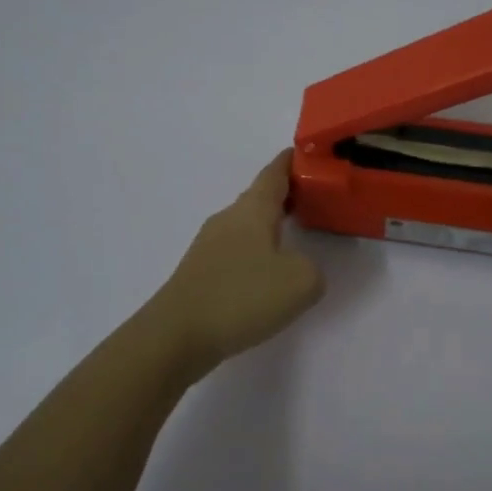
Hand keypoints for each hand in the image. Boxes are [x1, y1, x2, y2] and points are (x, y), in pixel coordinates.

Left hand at [150, 151, 325, 372]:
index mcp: (252, 210)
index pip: (274, 173)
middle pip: (259, 198)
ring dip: (270, 226)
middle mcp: (228, 219)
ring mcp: (209, 246)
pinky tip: (266, 275)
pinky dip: (255, 252)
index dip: (292, 162)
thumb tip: (298, 268)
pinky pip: (236, 251)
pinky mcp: (199, 273)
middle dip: (286, 196)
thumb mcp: (301, 282)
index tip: (309, 154)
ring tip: (296, 238)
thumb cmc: (242, 296)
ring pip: (246, 225)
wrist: (176, 336)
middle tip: (314, 200)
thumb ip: (313, 268)